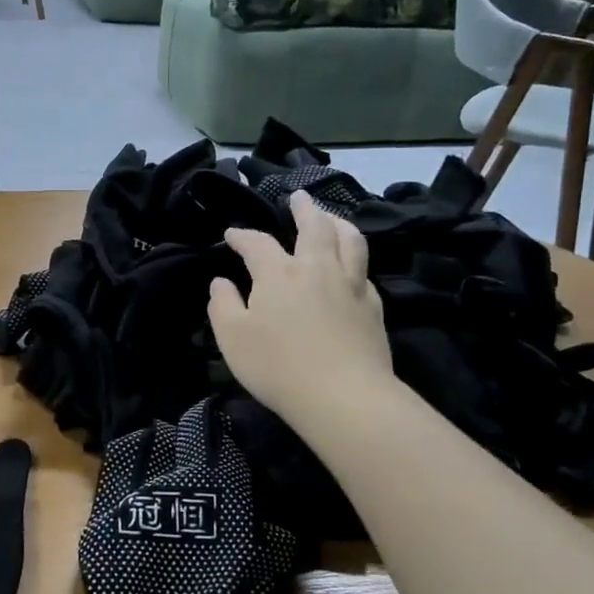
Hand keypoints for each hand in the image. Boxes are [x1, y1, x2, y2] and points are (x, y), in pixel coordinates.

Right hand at [209, 191, 391, 424]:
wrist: (343, 396)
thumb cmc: (278, 366)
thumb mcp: (232, 338)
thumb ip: (222, 305)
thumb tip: (220, 282)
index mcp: (279, 273)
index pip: (257, 243)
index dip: (242, 236)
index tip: (233, 234)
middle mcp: (317, 268)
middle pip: (314, 225)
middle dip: (304, 208)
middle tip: (299, 197)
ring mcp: (351, 285)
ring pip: (349, 240)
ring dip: (338, 222)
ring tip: (331, 218)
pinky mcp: (373, 307)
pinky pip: (364, 271)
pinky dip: (354, 258)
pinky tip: (351, 267)